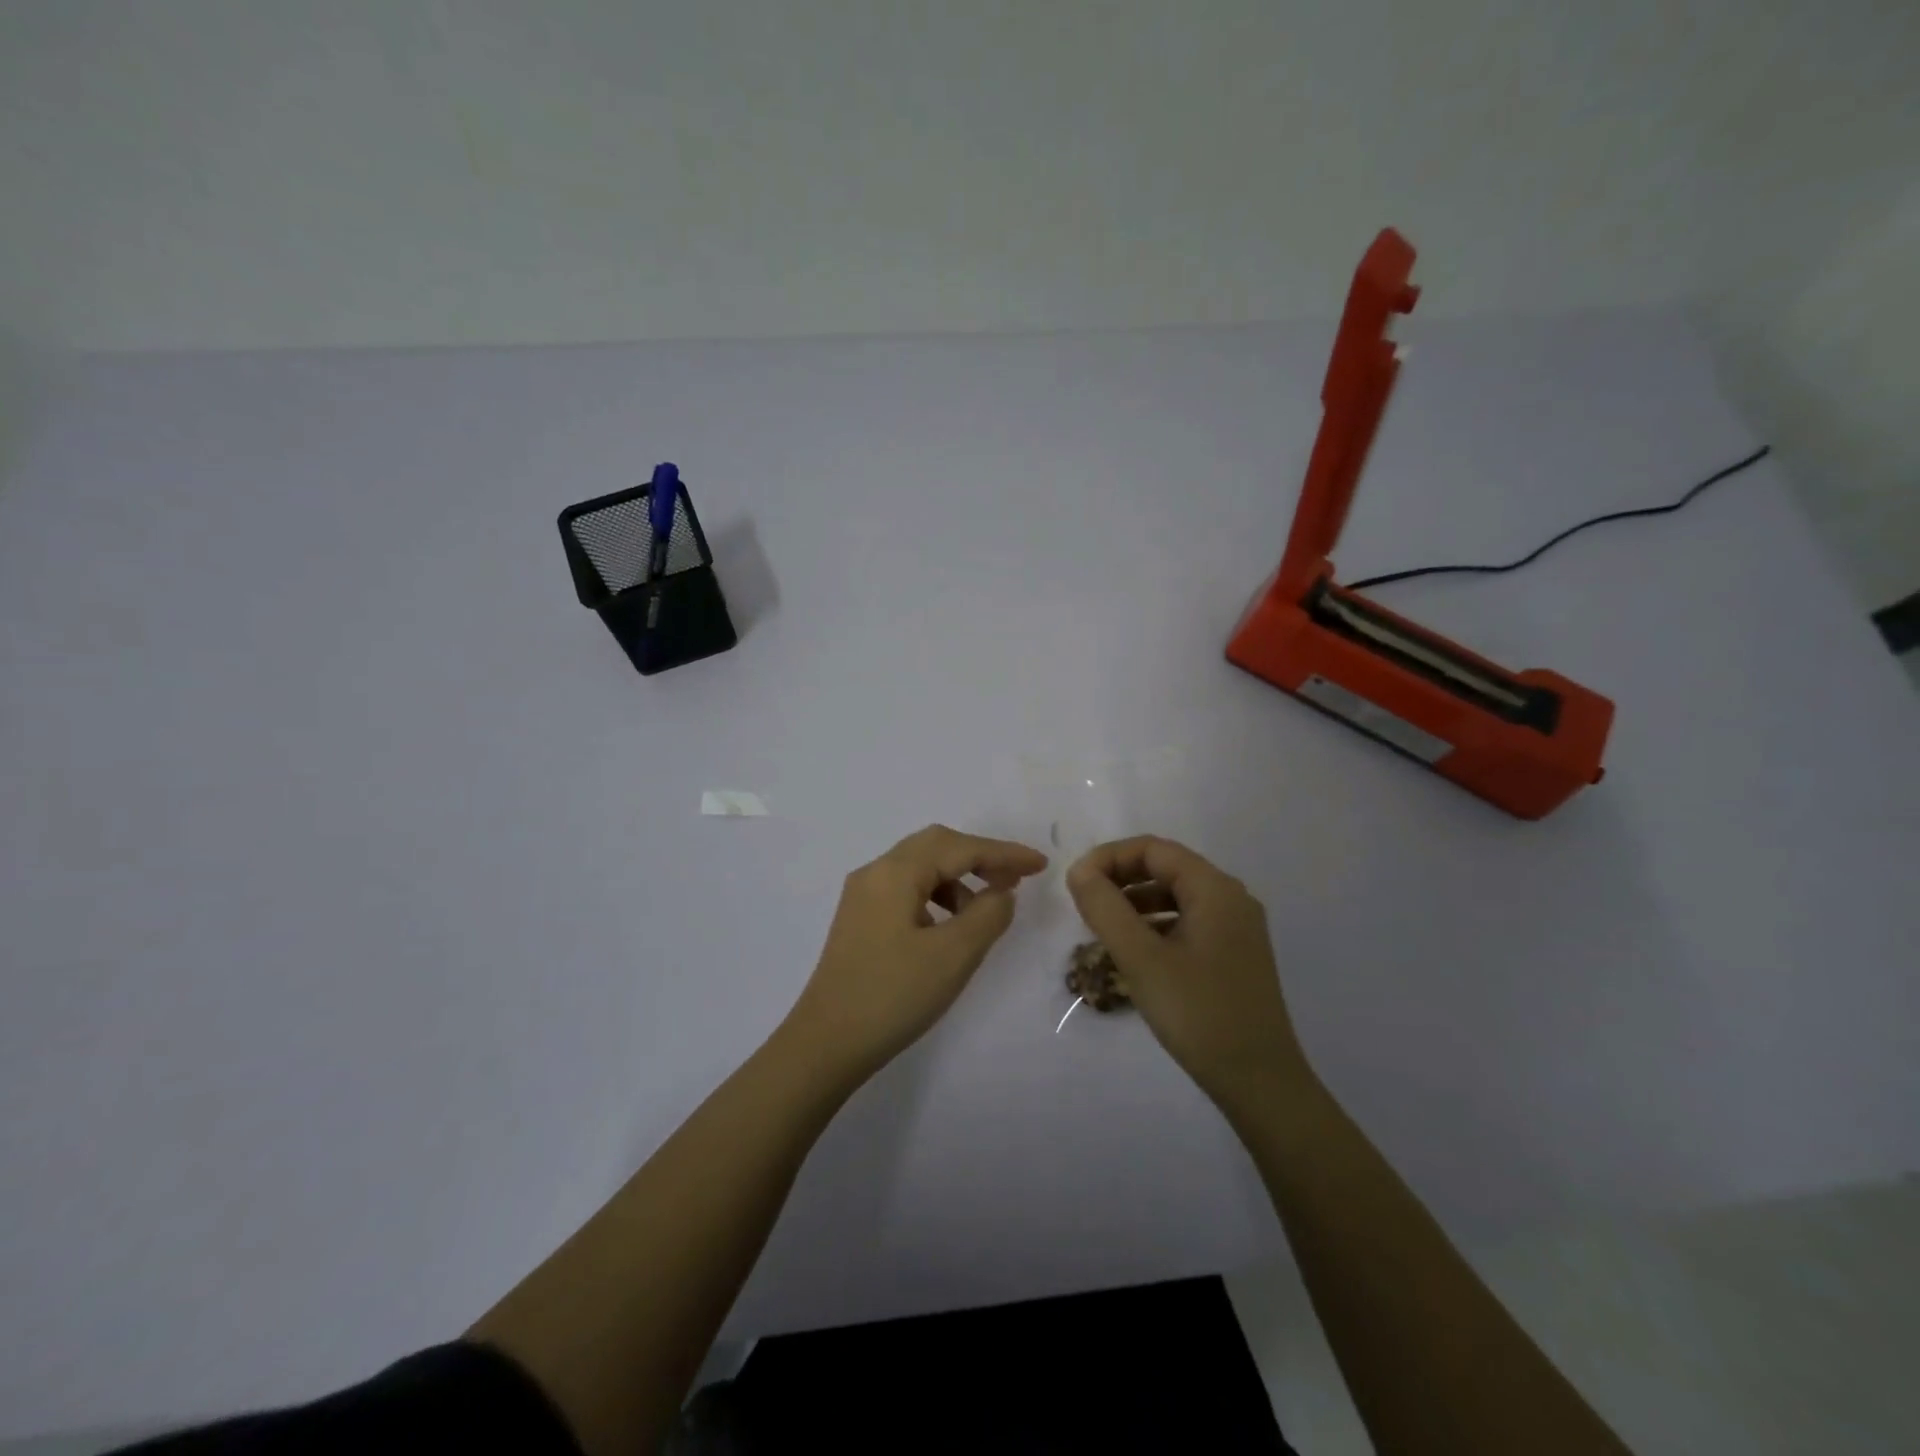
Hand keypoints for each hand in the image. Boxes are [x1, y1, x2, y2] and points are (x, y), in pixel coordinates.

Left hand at [785, 825, 1047, 1081]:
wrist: (826, 1044)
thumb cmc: (893, 996)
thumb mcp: (953, 955)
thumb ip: (988, 914)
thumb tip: (1001, 892)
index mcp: (895, 872)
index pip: (959, 848)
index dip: (1003, 853)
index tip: (1040, 865)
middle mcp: (875, 872)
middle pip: (936, 846)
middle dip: (980, 857)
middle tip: (1016, 878)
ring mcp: (862, 896)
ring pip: (920, 867)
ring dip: (958, 878)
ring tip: (985, 908)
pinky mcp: (859, 919)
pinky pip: (907, 890)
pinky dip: (937, 896)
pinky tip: (950, 925)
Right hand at [1067, 836, 1309, 1101]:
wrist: (1260, 1083)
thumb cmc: (1198, 1014)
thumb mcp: (1141, 958)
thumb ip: (1105, 908)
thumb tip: (1078, 870)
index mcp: (1215, 889)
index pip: (1153, 849)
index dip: (1109, 857)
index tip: (1076, 883)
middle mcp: (1231, 899)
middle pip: (1166, 868)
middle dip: (1121, 879)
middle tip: (1085, 905)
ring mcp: (1236, 928)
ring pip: (1175, 896)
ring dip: (1135, 903)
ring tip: (1102, 929)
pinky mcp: (1234, 955)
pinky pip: (1187, 922)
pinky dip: (1155, 926)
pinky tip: (1133, 953)